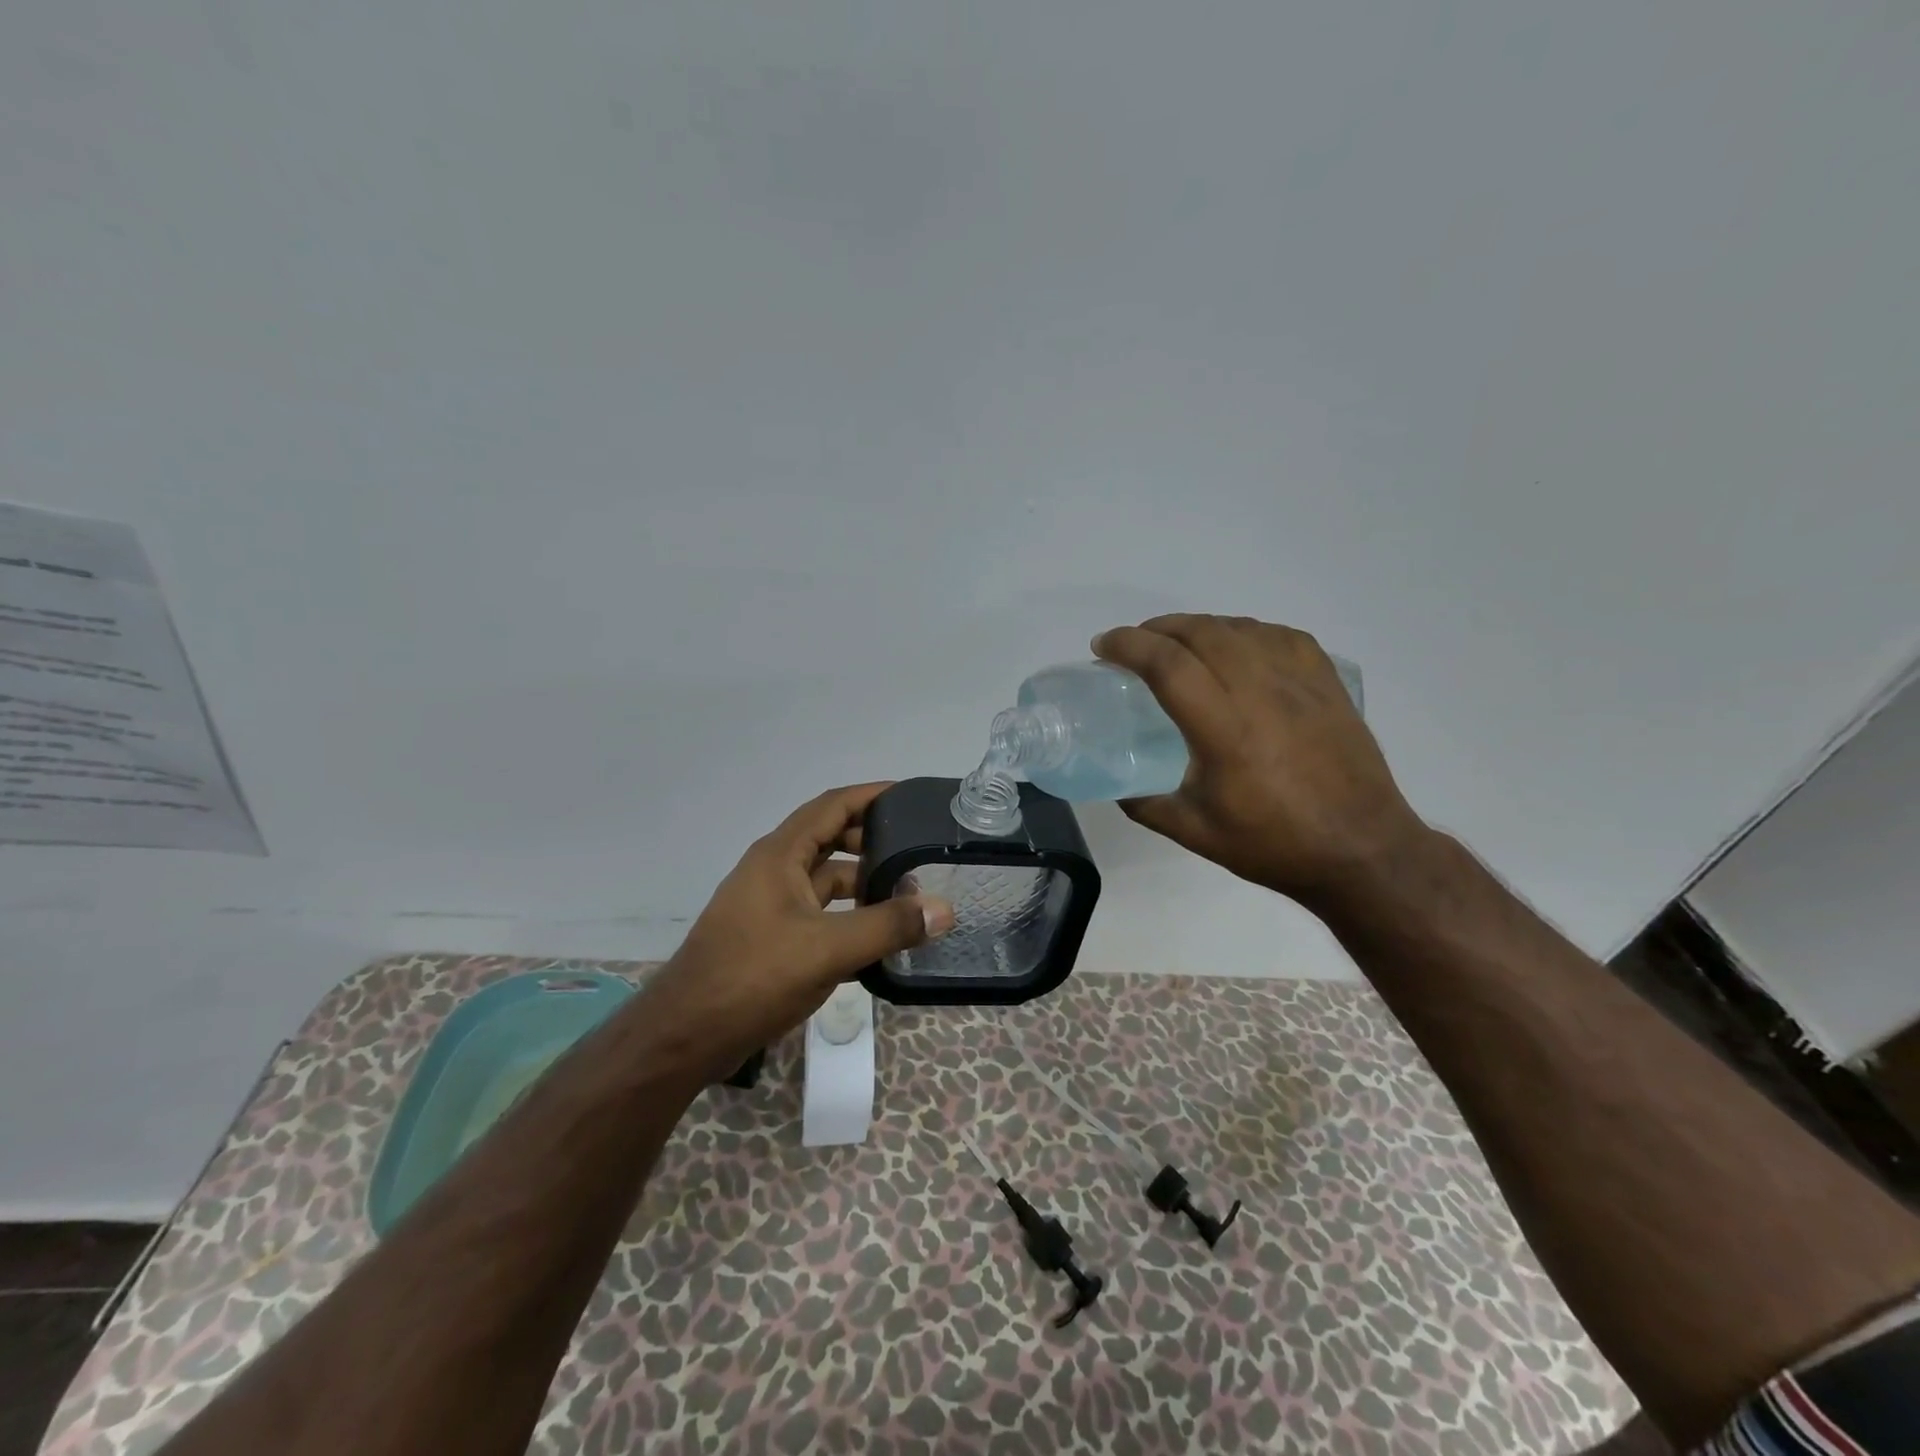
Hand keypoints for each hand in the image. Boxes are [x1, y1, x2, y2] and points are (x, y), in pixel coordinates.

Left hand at [640, 783, 953, 1080]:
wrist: (686, 1036)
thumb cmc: (753, 976)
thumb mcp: (828, 949)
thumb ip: (888, 927)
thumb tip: (945, 909)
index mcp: (780, 855)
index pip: (832, 806)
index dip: (870, 795)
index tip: (909, 796)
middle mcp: (773, 870)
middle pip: (830, 840)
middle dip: (873, 841)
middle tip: (918, 850)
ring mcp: (770, 905)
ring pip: (825, 881)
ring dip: (862, 883)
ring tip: (907, 895)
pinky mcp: (771, 938)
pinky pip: (819, 913)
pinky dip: (848, 917)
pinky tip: (878, 937)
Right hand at [1093, 614, 1430, 906]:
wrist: (1361, 850)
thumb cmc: (1274, 844)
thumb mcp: (1194, 832)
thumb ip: (1145, 804)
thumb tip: (1116, 783)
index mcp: (1224, 729)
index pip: (1168, 664)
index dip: (1129, 645)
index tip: (1103, 647)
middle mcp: (1261, 692)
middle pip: (1201, 632)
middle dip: (1157, 628)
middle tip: (1134, 644)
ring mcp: (1300, 682)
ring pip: (1240, 628)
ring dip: (1199, 626)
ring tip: (1179, 643)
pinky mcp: (1327, 683)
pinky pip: (1280, 635)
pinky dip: (1245, 631)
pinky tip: (1237, 647)